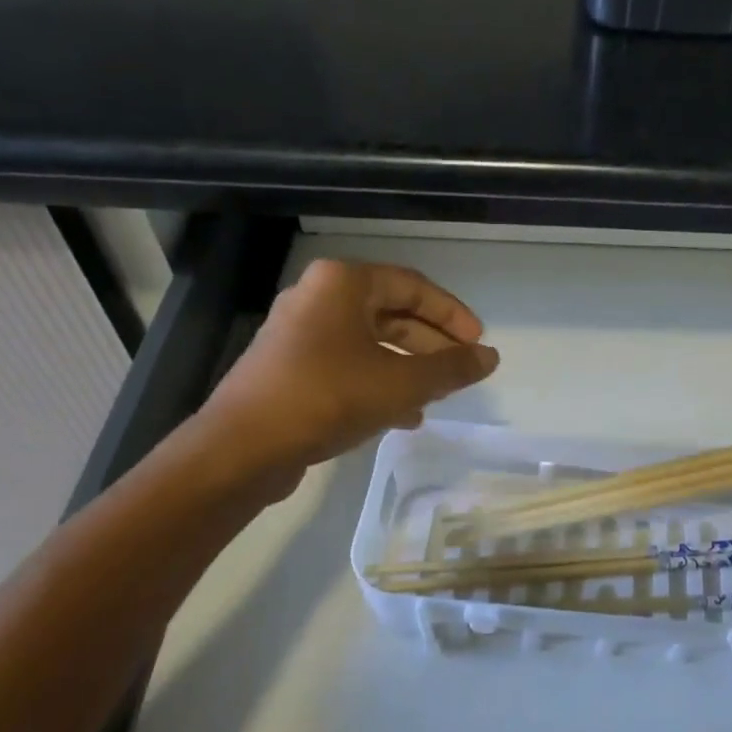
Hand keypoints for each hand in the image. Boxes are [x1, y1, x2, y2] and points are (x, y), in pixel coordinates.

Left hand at [200, 259, 498, 480]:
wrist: (241, 448)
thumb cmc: (328, 397)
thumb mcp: (401, 383)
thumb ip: (451, 368)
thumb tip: (491, 357)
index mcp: (343, 283)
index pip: (413, 286)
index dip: (452, 314)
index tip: (478, 342)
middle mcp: (318, 297)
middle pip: (391, 313)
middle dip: (430, 343)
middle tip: (461, 368)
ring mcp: (298, 333)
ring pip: (370, 342)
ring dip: (408, 366)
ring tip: (437, 396)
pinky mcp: (288, 367)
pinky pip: (347, 364)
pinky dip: (378, 382)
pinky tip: (402, 416)